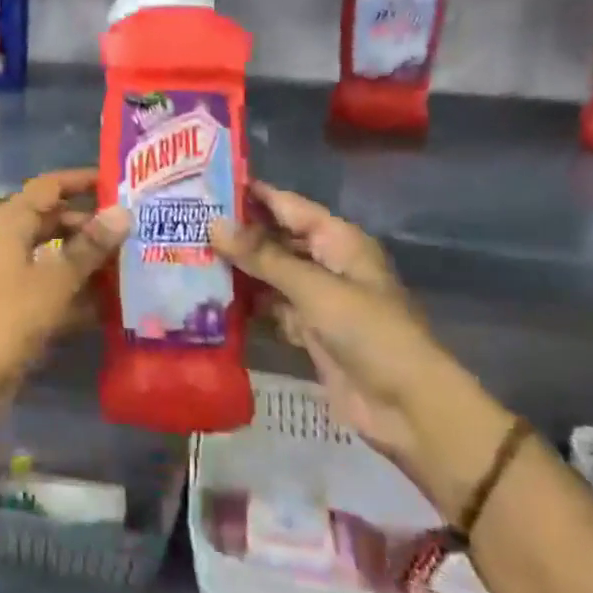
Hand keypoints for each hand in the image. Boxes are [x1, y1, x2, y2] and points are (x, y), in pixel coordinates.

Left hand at [0, 169, 129, 387]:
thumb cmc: (9, 317)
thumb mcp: (56, 280)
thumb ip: (90, 247)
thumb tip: (123, 211)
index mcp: (10, 223)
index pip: (48, 187)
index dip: (80, 181)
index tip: (116, 182)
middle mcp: (6, 242)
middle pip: (51, 220)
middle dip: (89, 224)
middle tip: (131, 228)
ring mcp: (7, 275)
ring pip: (52, 255)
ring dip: (85, 259)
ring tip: (128, 263)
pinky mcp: (12, 306)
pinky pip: (48, 286)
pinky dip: (74, 290)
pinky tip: (109, 303)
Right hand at [211, 183, 512, 518]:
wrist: (408, 408)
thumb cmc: (369, 332)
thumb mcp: (314, 288)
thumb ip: (263, 256)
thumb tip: (213, 224)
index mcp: (338, 240)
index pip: (286, 205)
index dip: (250, 194)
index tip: (204, 183)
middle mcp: (327, 263)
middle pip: (276, 239)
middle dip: (237, 233)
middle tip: (184, 222)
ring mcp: (318, 299)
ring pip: (270, 275)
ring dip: (238, 270)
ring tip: (187, 255)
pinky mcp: (310, 333)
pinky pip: (272, 309)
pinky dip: (248, 306)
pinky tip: (210, 299)